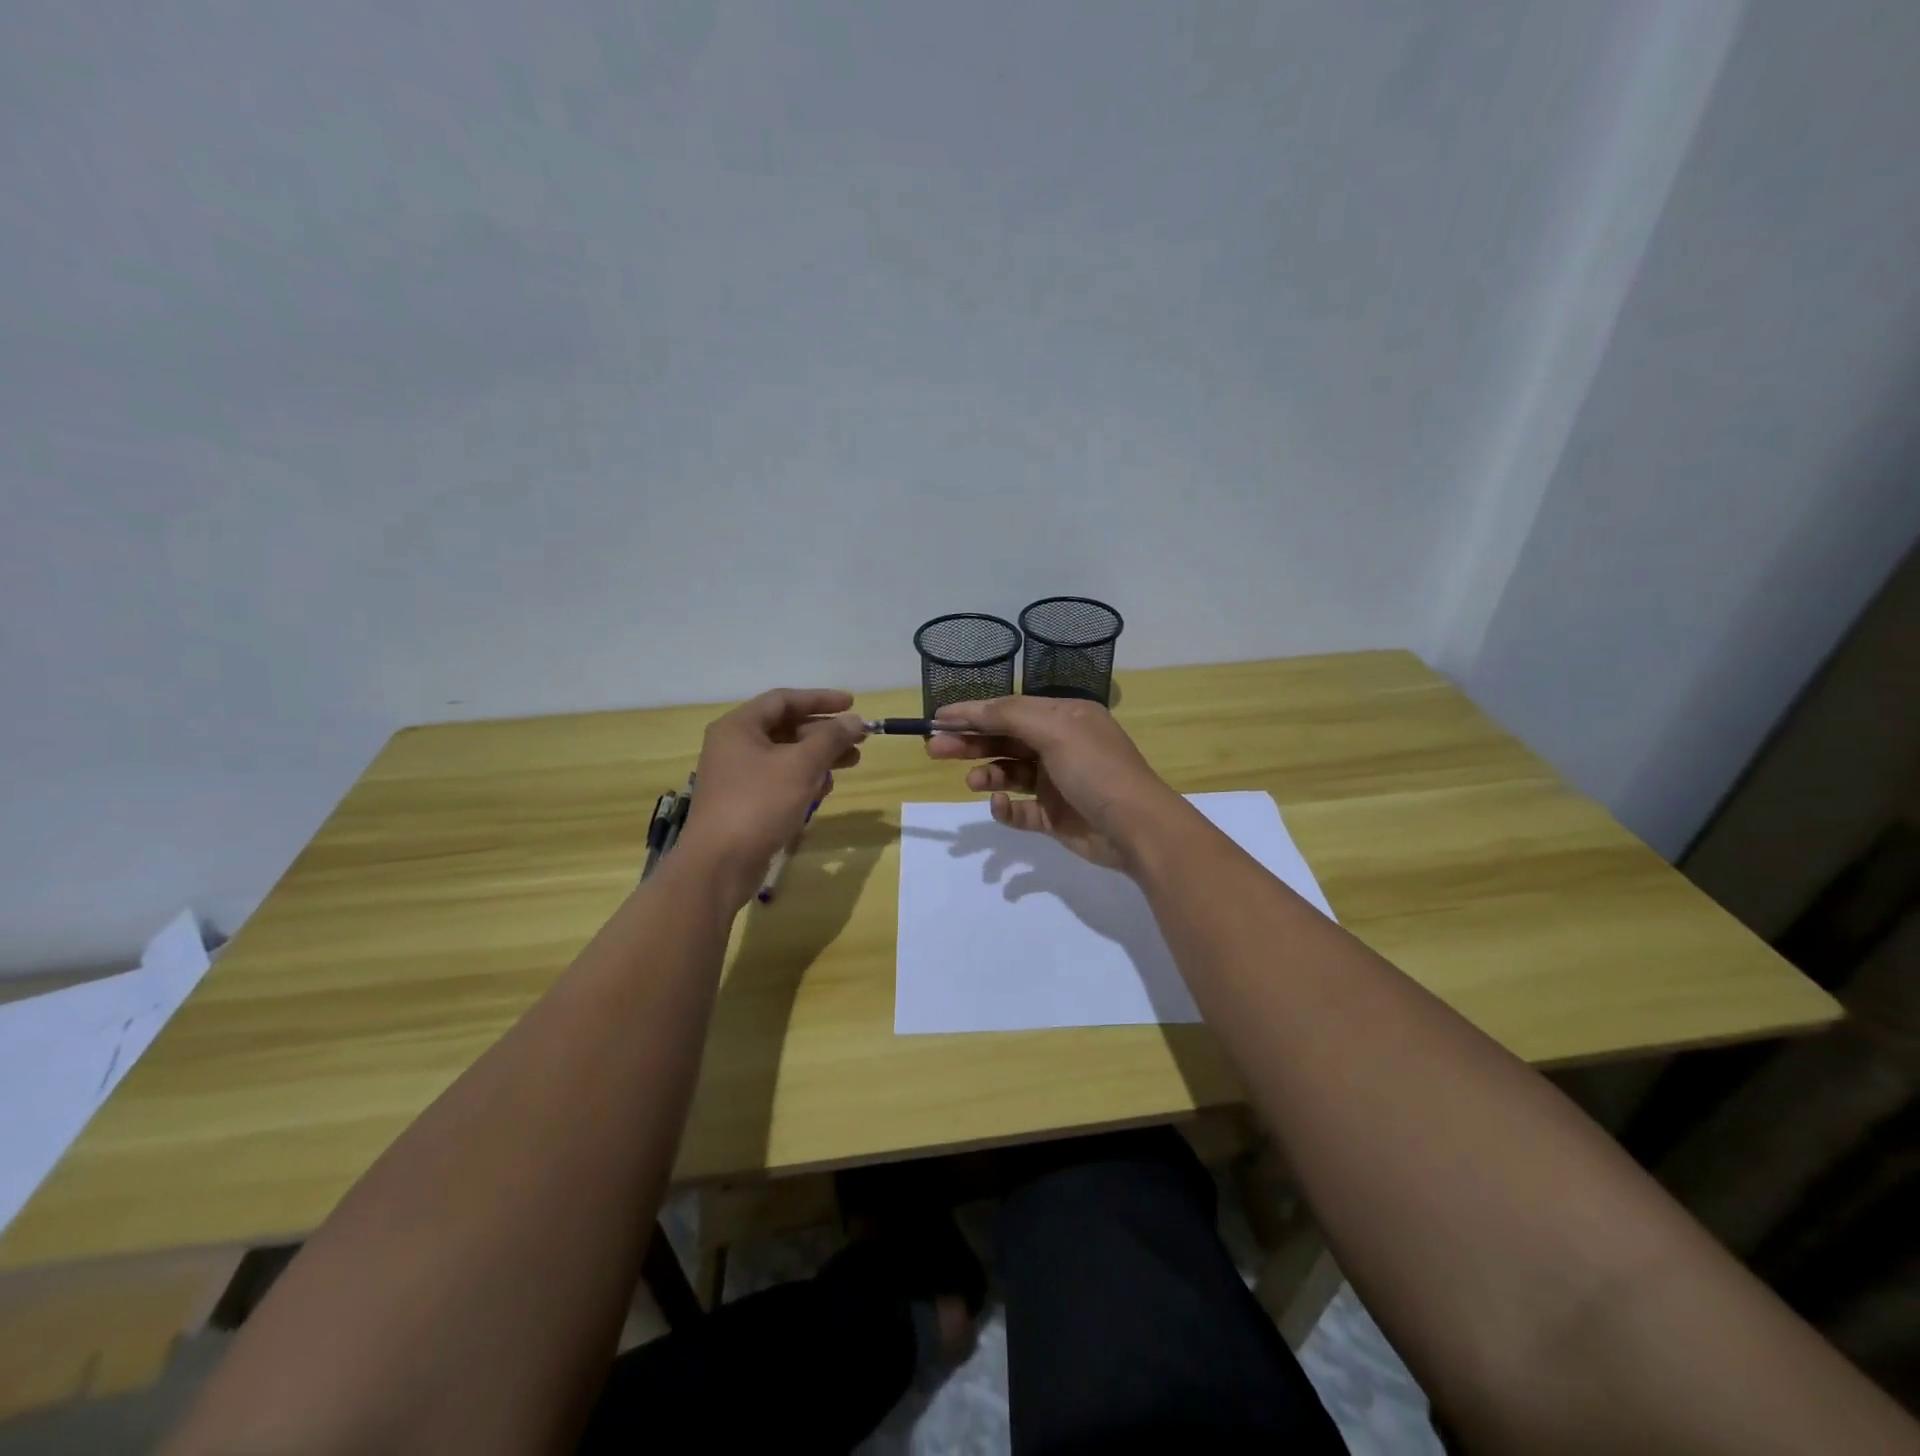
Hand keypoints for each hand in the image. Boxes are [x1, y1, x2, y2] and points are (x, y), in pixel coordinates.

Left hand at [676, 689, 866, 906]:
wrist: (719, 864)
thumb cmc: (758, 804)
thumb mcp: (801, 766)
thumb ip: (831, 739)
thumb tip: (856, 721)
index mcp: (739, 727)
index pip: (783, 700)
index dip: (820, 699)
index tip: (852, 704)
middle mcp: (734, 746)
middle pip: (786, 728)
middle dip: (824, 732)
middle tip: (858, 739)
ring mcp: (737, 776)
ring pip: (785, 756)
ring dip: (819, 757)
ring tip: (851, 763)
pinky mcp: (744, 803)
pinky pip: (779, 780)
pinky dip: (803, 780)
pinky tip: (823, 790)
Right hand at [925, 696, 1179, 872]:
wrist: (1137, 828)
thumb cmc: (1096, 769)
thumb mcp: (1054, 730)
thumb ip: (1010, 715)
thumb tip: (975, 710)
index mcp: (1065, 717)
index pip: (1010, 709)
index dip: (973, 713)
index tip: (937, 718)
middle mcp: (1060, 746)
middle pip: (1005, 740)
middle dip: (971, 743)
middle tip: (935, 749)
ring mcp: (1058, 783)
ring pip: (1010, 774)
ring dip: (987, 774)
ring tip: (972, 782)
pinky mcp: (1055, 817)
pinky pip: (1021, 810)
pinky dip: (1006, 808)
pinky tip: (999, 805)